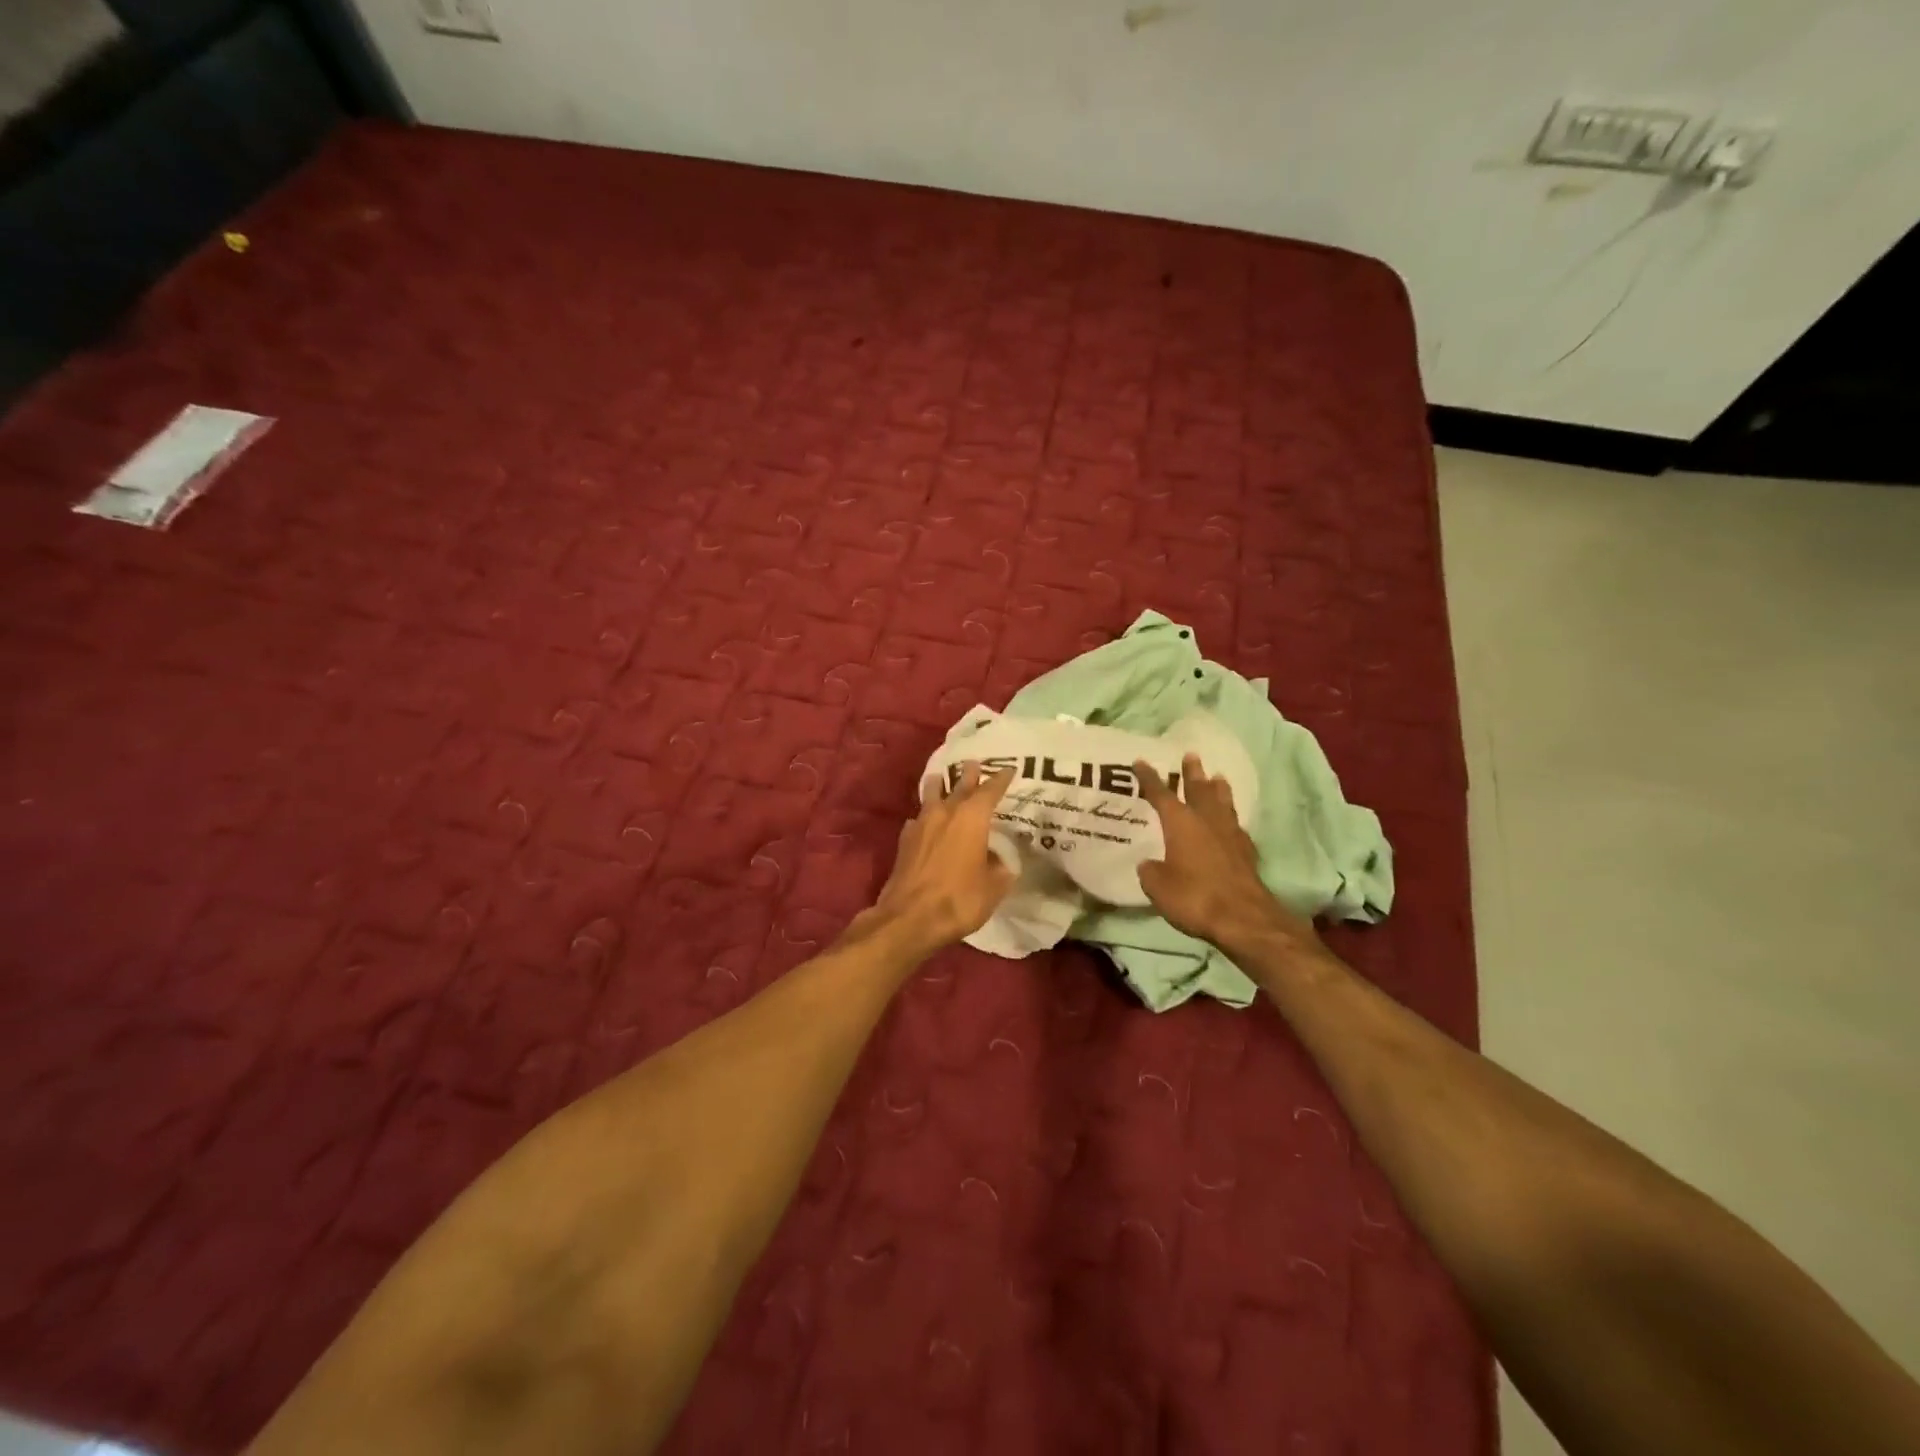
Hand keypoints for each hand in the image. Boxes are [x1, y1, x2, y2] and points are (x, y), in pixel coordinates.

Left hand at [866, 761, 1016, 955]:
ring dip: (939, 785)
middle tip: (974, 763)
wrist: (910, 918)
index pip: (990, 790)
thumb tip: (998, 862)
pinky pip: (917, 818)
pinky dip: (924, 815)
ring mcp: (921, 824)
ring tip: (941, 777)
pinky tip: (924, 821)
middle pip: (959, 786)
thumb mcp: (993, 888)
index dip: (1001, 779)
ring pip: (931, 795)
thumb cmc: (959, 899)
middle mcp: (946, 813)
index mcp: (972, 817)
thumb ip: (999, 870)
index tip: (1009, 770)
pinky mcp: (904, 840)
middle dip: (970, 775)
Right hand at [1135, 754, 1318, 952]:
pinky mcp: (1246, 852)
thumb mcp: (1158, 886)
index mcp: (1180, 823)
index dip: (1149, 778)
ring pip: (1223, 804)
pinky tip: (1231, 821)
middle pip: (1199, 790)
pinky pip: (1236, 825)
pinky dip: (1230, 818)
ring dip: (1218, 790)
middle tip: (1191, 756)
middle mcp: (1206, 821)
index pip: (1161, 794)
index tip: (1141, 761)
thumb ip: (1150, 871)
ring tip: (1217, 777)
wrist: (1242, 918)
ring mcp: (1230, 835)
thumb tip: (1149, 864)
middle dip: (1192, 773)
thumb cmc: (1194, 896)